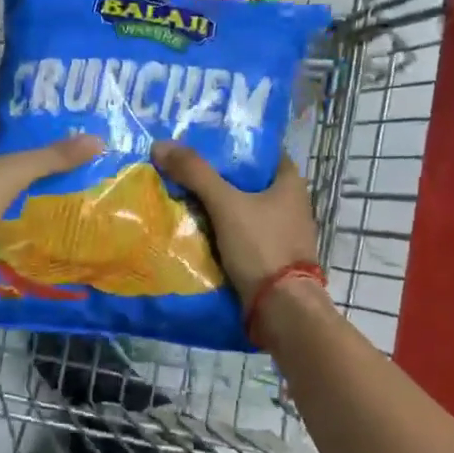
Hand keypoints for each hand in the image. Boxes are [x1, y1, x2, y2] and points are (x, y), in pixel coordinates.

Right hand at [151, 141, 318, 300]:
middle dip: (220, 178)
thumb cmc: (262, 247)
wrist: (282, 308)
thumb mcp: (226, 205)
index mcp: (291, 183)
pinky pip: (243, 236)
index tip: (204, 144)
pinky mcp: (272, 258)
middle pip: (250, 182)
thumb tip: (161, 145)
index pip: (262, 153)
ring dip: (219, 207)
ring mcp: (283, 234)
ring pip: (245, 211)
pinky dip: (223, 232)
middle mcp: (292, 205)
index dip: (235, 146)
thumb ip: (196, 174)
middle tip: (185, 170)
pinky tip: (197, 230)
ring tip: (183, 198)